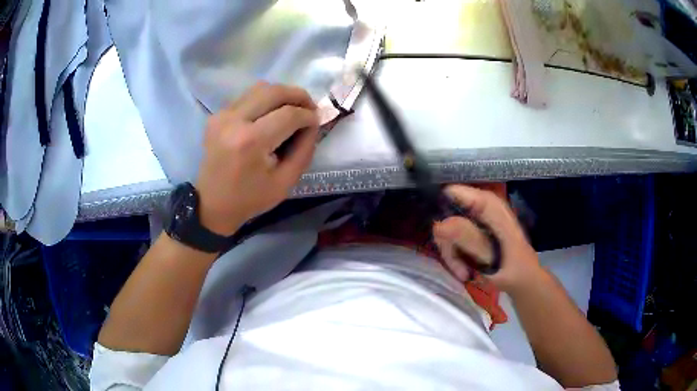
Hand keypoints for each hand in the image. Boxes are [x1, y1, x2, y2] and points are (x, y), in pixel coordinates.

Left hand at [195, 82, 319, 235]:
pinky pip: (247, 97)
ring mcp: (222, 115)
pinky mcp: (217, 115)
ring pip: (260, 88)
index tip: (317, 121)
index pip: (289, 114)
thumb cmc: (250, 199)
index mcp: (251, 142)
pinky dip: (265, 100)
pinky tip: (271, 115)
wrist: (212, 204)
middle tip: (310, 108)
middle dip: (298, 95)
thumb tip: (313, 123)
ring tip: (293, 109)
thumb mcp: (286, 182)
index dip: (308, 115)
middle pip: (274, 91)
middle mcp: (234, 121)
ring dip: (282, 95)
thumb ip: (304, 149)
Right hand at [433, 185, 543, 293]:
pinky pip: (455, 239)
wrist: (525, 283)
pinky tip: (465, 271)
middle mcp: (483, 205)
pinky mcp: (476, 230)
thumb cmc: (514, 271)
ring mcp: (479, 218)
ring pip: (448, 230)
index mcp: (490, 205)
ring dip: (452, 253)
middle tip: (455, 264)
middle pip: (447, 213)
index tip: (437, 234)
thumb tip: (439, 225)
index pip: (453, 192)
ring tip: (463, 272)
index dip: (439, 208)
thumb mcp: (491, 258)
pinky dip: (457, 256)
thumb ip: (468, 239)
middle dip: (447, 240)